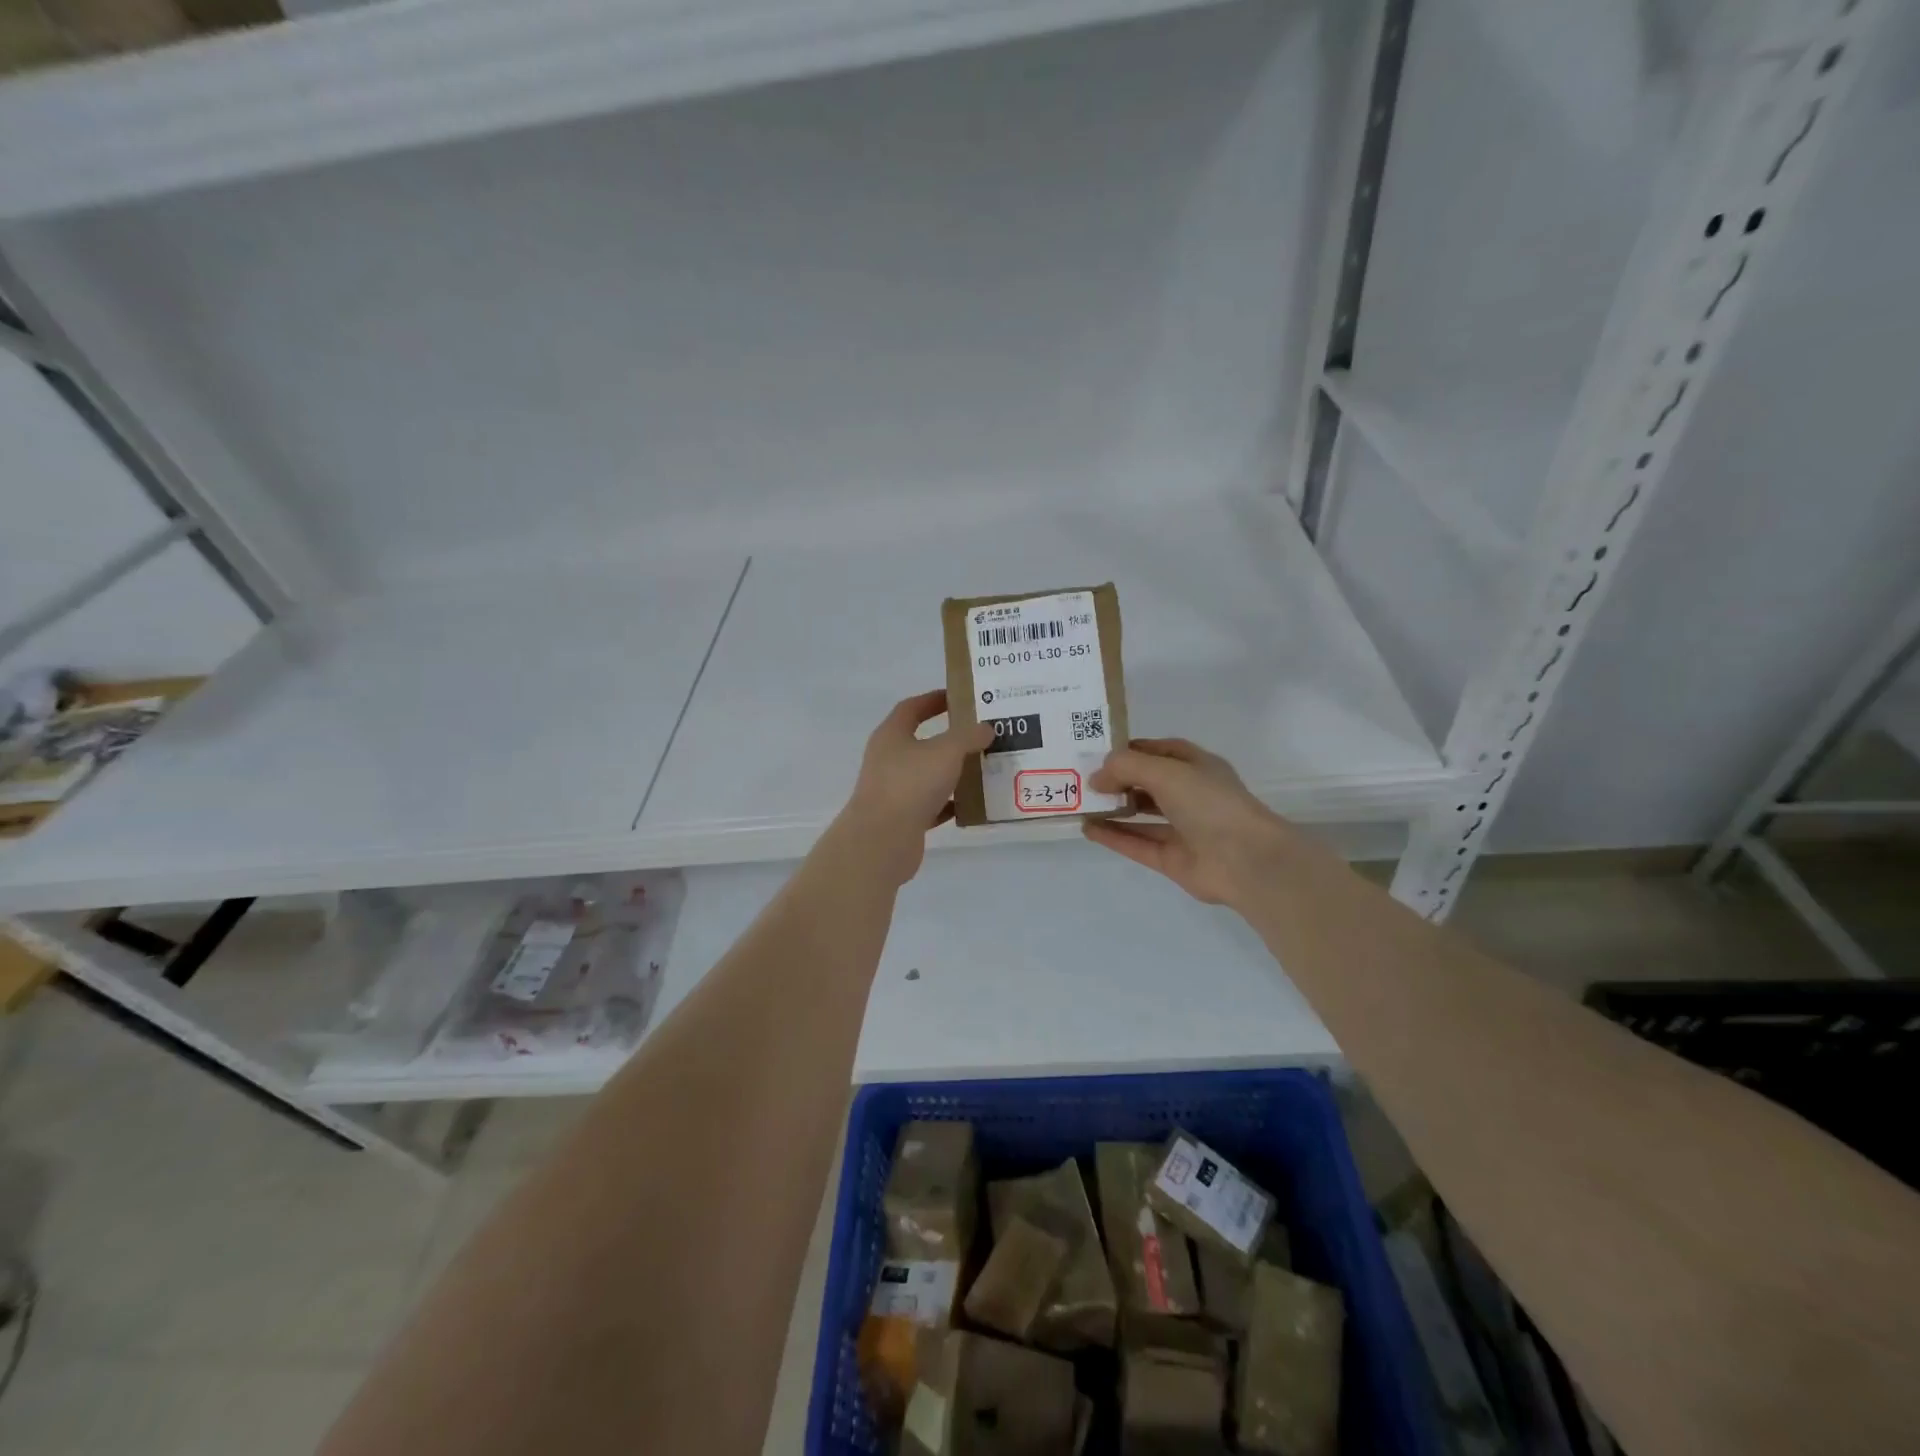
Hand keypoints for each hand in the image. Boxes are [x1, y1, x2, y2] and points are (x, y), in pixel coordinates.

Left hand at [838, 690, 993, 884]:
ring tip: (984, 767)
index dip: (934, 700)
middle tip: (981, 734)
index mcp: (892, 735)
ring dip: (953, 771)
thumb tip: (985, 728)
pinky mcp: (903, 818)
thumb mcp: (946, 752)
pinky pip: (932, 805)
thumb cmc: (910, 784)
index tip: (960, 697)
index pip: (912, 708)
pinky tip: (973, 803)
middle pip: (921, 742)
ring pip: (928, 775)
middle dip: (950, 738)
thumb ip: (968, 736)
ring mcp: (894, 790)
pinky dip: (951, 803)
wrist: (882, 841)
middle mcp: (888, 759)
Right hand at [1083, 738, 1298, 906]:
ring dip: (1113, 809)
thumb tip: (1097, 778)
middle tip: (1081, 778)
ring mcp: (1182, 828)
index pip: (1158, 751)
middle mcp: (1190, 794)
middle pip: (1147, 783)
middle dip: (1117, 780)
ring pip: (1141, 815)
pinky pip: (1137, 843)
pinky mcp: (1172, 858)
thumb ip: (1126, 767)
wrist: (1245, 859)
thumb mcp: (1165, 770)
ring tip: (1081, 803)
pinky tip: (1088, 829)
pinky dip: (1114, 836)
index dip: (1129, 750)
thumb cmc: (1209, 802)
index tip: (1096, 752)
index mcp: (1196, 766)